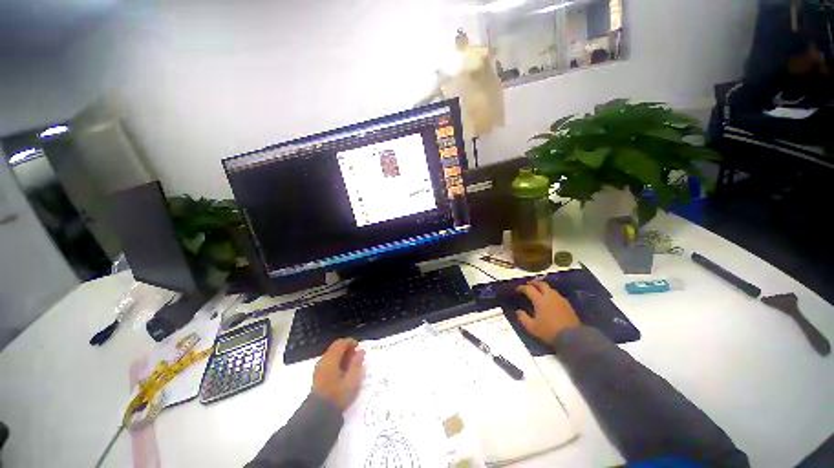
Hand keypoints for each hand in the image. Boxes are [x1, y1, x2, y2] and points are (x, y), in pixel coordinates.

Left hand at [312, 338, 364, 411]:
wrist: (319, 414)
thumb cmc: (337, 395)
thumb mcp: (352, 380)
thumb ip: (357, 364)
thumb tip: (361, 351)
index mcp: (331, 359)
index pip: (340, 343)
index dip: (350, 342)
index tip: (358, 346)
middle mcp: (323, 361)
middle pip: (335, 348)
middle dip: (346, 348)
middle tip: (356, 355)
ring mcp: (319, 369)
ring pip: (332, 355)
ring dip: (342, 355)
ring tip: (351, 363)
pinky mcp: (318, 377)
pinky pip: (329, 363)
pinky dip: (337, 362)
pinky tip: (343, 371)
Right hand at [516, 280, 580, 343]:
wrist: (572, 338)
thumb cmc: (549, 331)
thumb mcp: (532, 327)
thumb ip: (523, 318)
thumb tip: (518, 311)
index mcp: (540, 300)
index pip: (529, 289)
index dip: (522, 288)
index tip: (517, 290)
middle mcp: (550, 296)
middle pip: (541, 284)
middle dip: (534, 283)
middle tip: (529, 285)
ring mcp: (560, 299)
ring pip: (550, 289)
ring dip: (543, 288)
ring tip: (539, 292)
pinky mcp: (568, 304)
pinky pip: (557, 295)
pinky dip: (550, 294)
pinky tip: (550, 300)